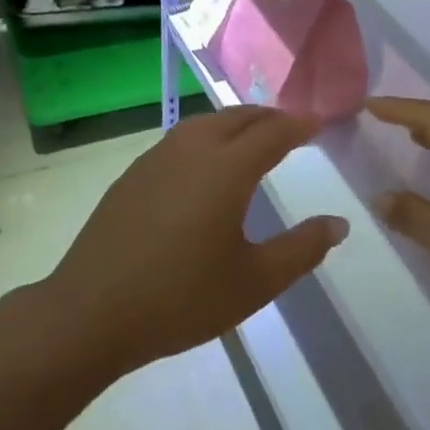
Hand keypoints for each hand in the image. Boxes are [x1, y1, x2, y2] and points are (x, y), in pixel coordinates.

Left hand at [44, 107, 349, 373]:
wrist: (91, 312)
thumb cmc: (181, 299)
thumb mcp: (254, 282)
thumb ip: (301, 249)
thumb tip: (338, 223)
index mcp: (226, 169)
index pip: (273, 132)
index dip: (300, 125)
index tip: (320, 123)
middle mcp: (192, 149)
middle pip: (238, 117)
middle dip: (269, 117)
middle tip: (292, 129)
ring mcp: (157, 157)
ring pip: (206, 123)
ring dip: (236, 123)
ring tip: (254, 140)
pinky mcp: (133, 173)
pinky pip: (181, 138)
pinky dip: (207, 136)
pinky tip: (205, 165)